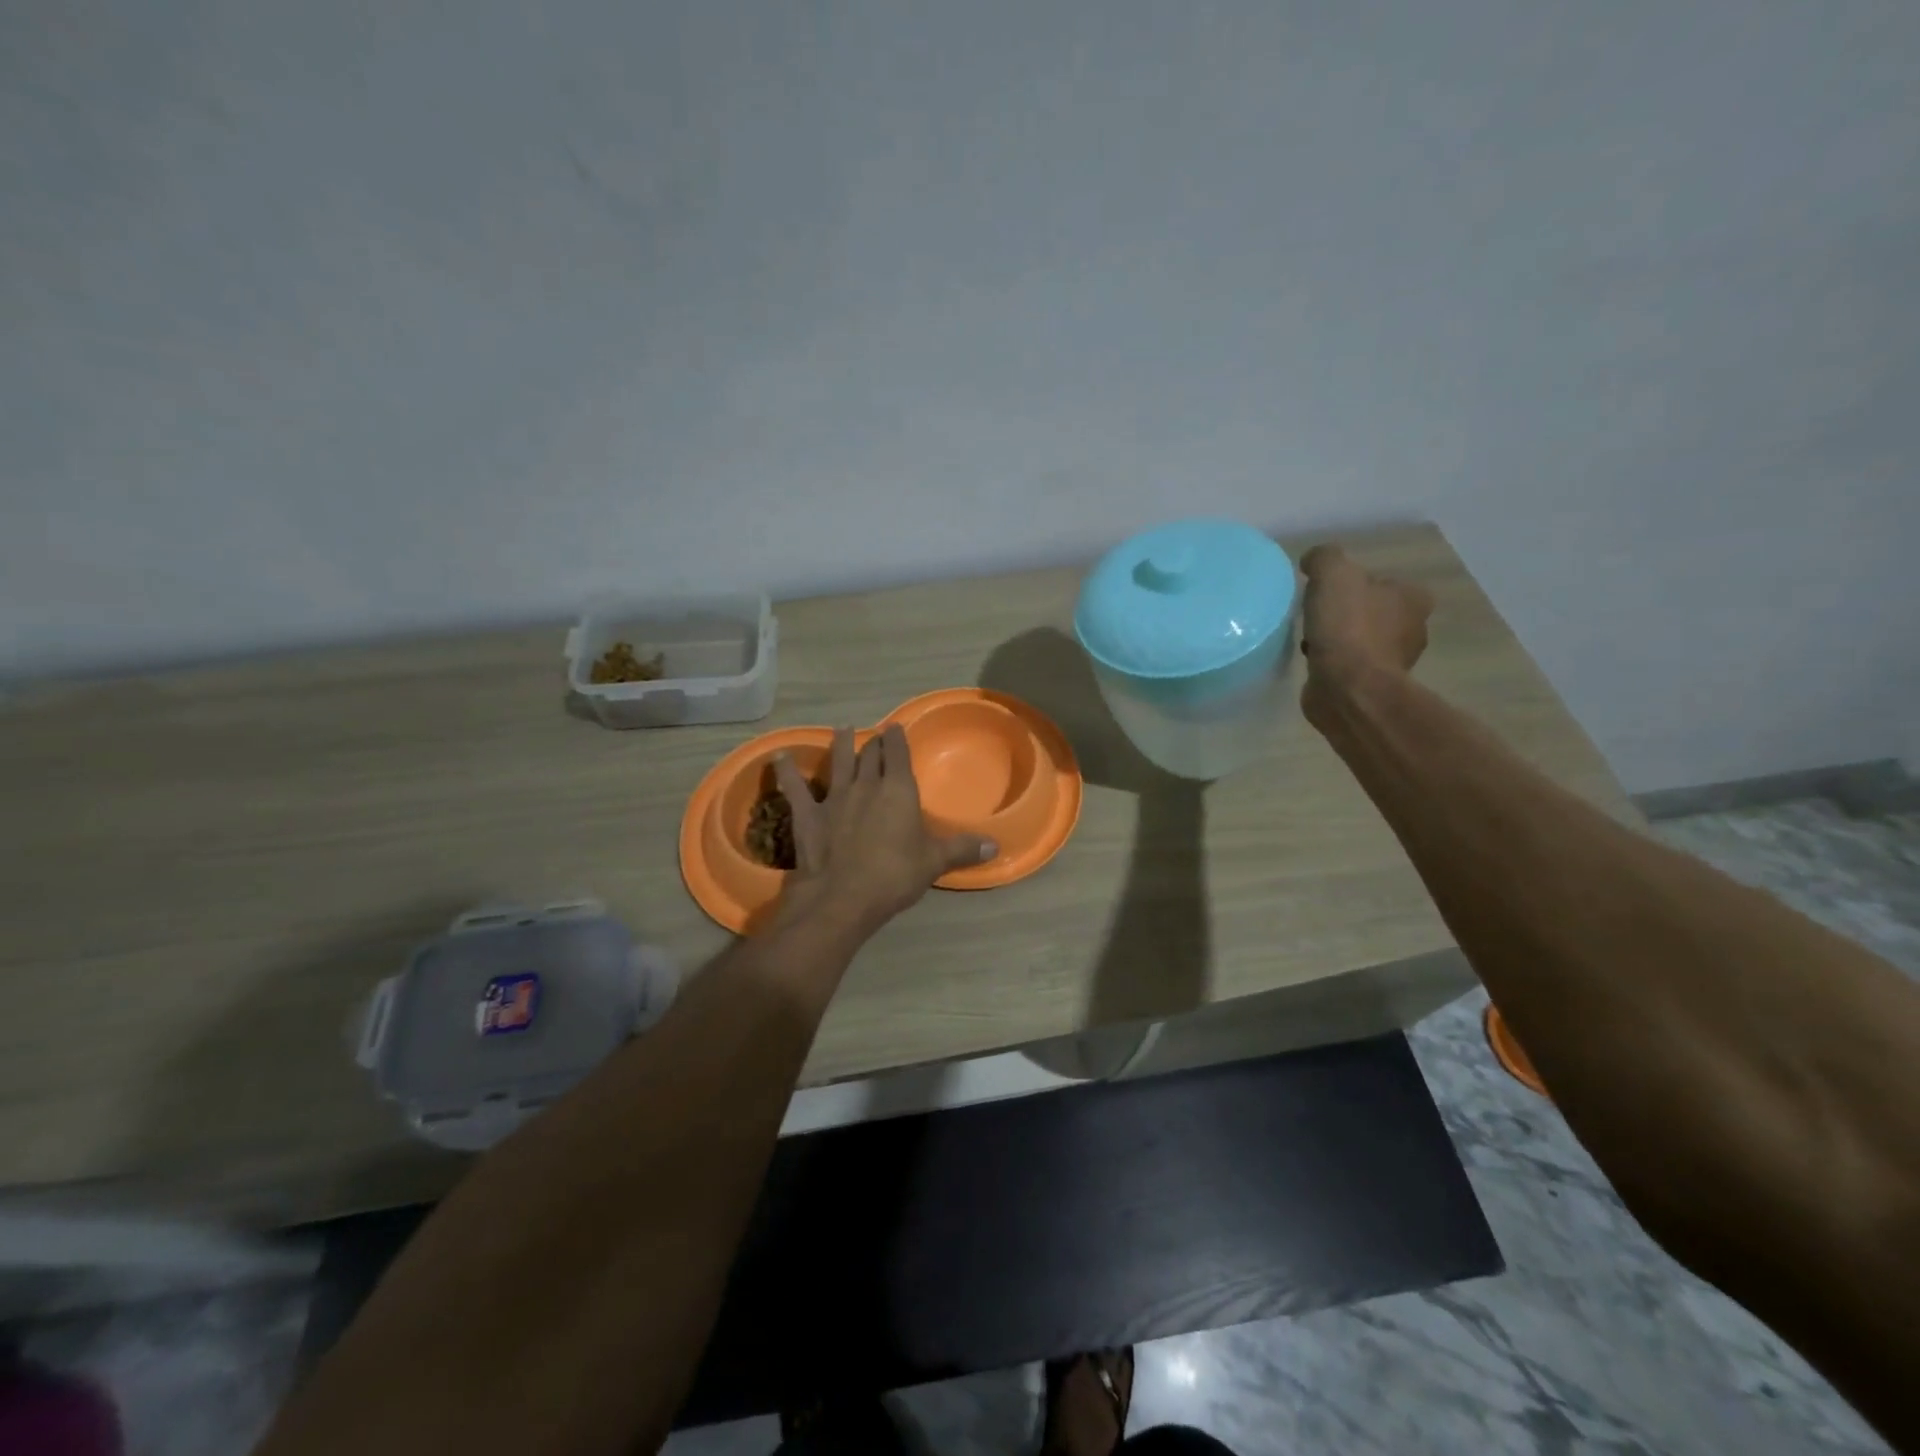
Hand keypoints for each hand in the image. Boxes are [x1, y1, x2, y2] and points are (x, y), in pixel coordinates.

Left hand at [769, 725, 995, 940]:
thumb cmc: (894, 876)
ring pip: (838, 763)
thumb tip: (996, 846)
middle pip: (870, 755)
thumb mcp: (934, 863)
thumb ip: (962, 849)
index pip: (898, 754)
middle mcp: (865, 785)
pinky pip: (795, 788)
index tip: (896, 728)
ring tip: (841, 729)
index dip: (897, 739)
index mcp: (898, 790)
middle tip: (875, 734)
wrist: (841, 898)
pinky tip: (778, 757)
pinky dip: (787, 772)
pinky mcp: (807, 815)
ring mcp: (834, 797)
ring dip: (840, 745)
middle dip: (874, 743)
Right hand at [1298, 544, 1433, 720]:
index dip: (1355, 584)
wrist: (1347, 688)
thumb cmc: (1348, 627)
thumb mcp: (1332, 574)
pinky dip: (1334, 662)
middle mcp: (1413, 629)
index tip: (1328, 591)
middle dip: (1347, 613)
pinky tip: (1315, 662)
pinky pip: (1350, 666)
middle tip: (1317, 614)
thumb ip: (1324, 558)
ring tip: (1311, 639)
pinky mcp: (1372, 687)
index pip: (1383, 582)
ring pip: (1361, 640)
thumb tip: (1313, 560)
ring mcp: (1394, 662)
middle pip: (1373, 612)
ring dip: (1339, 640)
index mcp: (1413, 598)